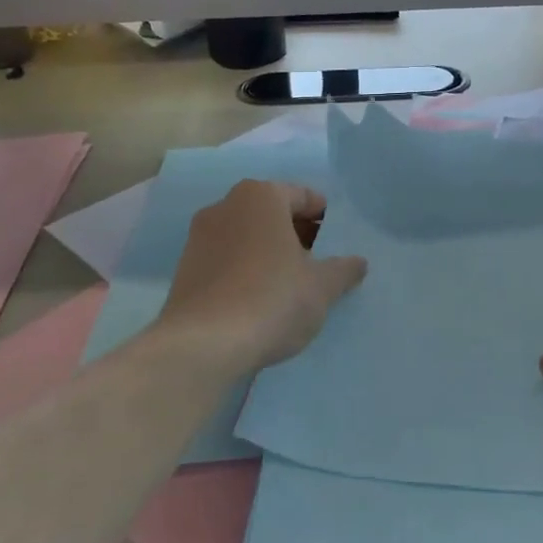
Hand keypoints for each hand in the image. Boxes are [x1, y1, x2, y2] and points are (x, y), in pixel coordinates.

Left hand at [158, 181, 367, 372]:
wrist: (203, 346)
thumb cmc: (272, 299)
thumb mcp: (322, 286)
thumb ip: (343, 269)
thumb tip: (358, 263)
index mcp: (260, 196)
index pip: (303, 196)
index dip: (325, 219)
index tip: (338, 243)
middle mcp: (225, 206)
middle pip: (273, 214)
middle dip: (298, 235)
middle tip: (321, 264)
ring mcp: (199, 238)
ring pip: (248, 237)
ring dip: (270, 254)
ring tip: (292, 286)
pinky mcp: (185, 270)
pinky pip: (227, 261)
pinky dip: (246, 272)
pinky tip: (261, 301)